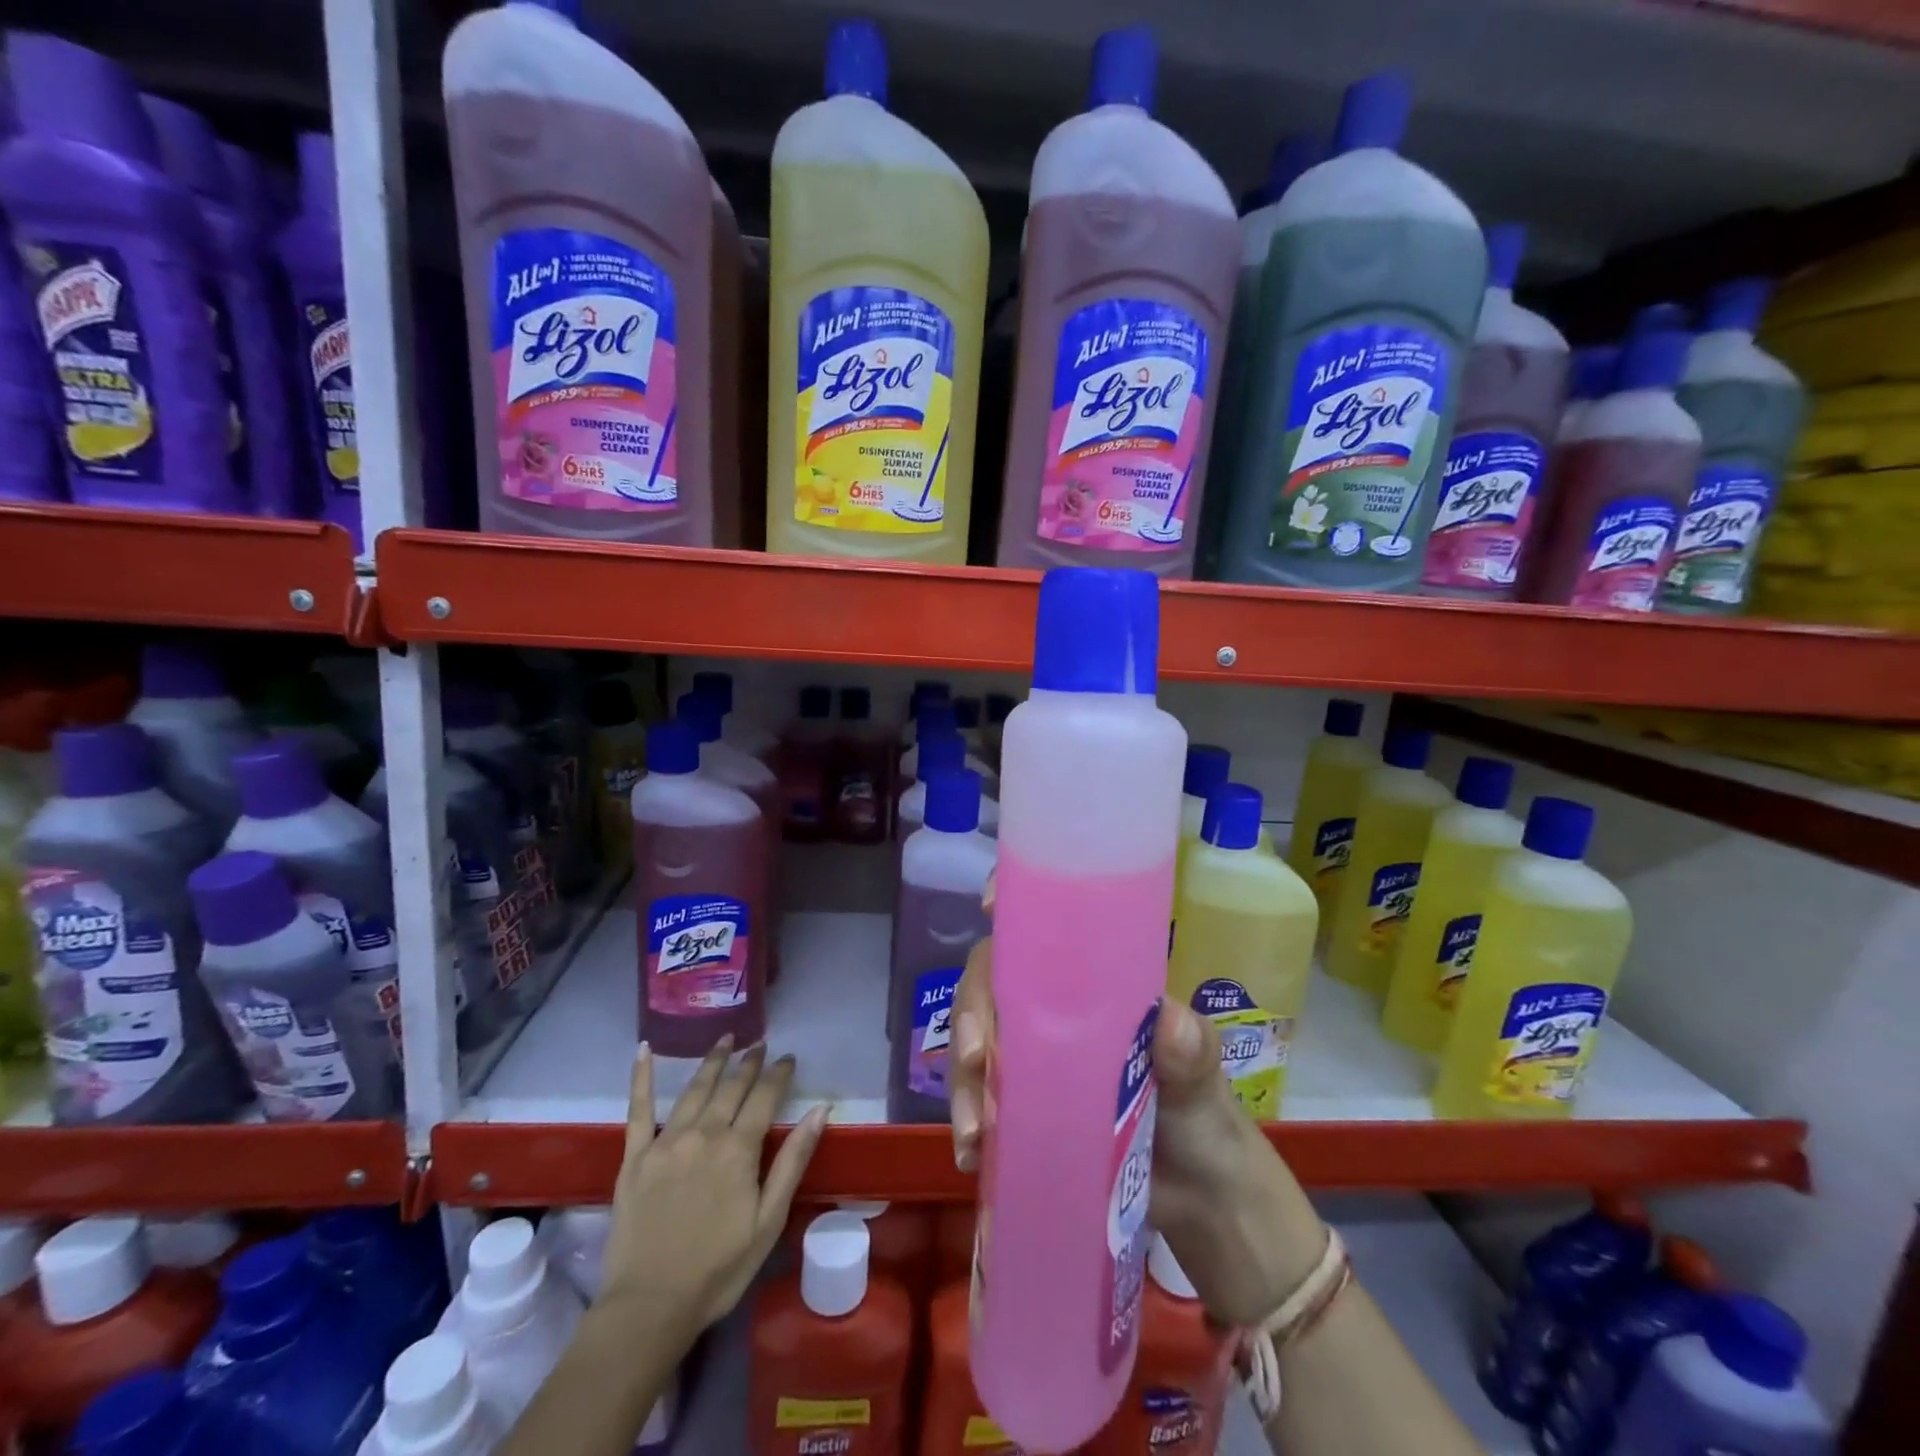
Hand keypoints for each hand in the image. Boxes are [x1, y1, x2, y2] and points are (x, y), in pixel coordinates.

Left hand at [597, 1037, 827, 1337]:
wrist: (649, 1307)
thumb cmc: (718, 1269)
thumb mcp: (769, 1220)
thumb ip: (793, 1160)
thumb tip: (820, 1109)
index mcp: (738, 1149)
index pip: (764, 1097)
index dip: (778, 1074)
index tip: (788, 1057)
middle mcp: (704, 1134)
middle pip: (731, 1088)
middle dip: (748, 1063)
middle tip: (758, 1043)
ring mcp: (666, 1142)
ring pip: (694, 1090)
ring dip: (712, 1061)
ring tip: (725, 1039)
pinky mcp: (635, 1157)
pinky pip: (638, 1110)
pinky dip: (641, 1077)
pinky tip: (644, 1050)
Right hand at [951, 913, 1325, 1328]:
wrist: (1201, 1200)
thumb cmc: (1205, 1116)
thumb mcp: (1203, 1076)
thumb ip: (1191, 1050)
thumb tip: (1171, 1022)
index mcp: (1093, 985)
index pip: (1045, 928)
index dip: (1014, 907)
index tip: (991, 907)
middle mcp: (1053, 1012)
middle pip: (994, 984)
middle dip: (972, 1013)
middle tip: (974, 1058)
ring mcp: (1033, 1061)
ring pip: (977, 1043)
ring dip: (963, 1081)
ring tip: (976, 1134)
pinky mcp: (1023, 1110)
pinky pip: (980, 1101)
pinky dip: (969, 1123)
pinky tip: (975, 1156)